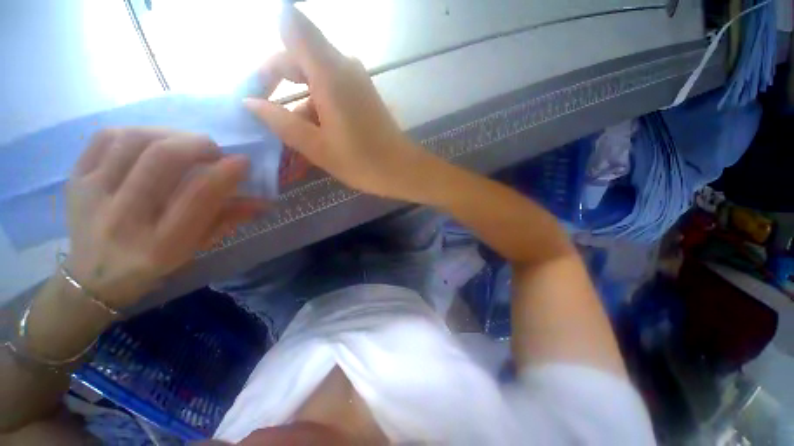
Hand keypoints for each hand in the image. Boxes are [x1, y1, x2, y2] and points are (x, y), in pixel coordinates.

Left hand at [66, 128, 262, 308]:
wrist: (94, 277)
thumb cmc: (154, 264)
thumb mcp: (197, 247)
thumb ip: (229, 219)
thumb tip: (263, 201)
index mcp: (161, 244)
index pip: (198, 196)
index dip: (225, 173)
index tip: (242, 161)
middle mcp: (124, 218)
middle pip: (162, 159)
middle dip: (197, 145)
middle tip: (213, 150)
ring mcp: (92, 195)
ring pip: (134, 140)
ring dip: (169, 134)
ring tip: (184, 144)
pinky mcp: (75, 179)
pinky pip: (105, 137)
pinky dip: (136, 131)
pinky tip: (151, 141)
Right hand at [243, 6, 431, 200]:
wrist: (403, 170)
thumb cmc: (363, 162)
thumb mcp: (318, 148)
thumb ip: (282, 122)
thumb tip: (251, 102)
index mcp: (329, 73)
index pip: (291, 28)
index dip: (268, 53)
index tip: (257, 87)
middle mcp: (344, 66)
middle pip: (299, 54)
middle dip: (278, 81)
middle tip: (265, 113)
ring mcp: (356, 80)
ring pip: (315, 76)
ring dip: (299, 100)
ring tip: (290, 133)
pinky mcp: (363, 94)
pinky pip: (332, 89)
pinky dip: (317, 105)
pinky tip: (314, 131)